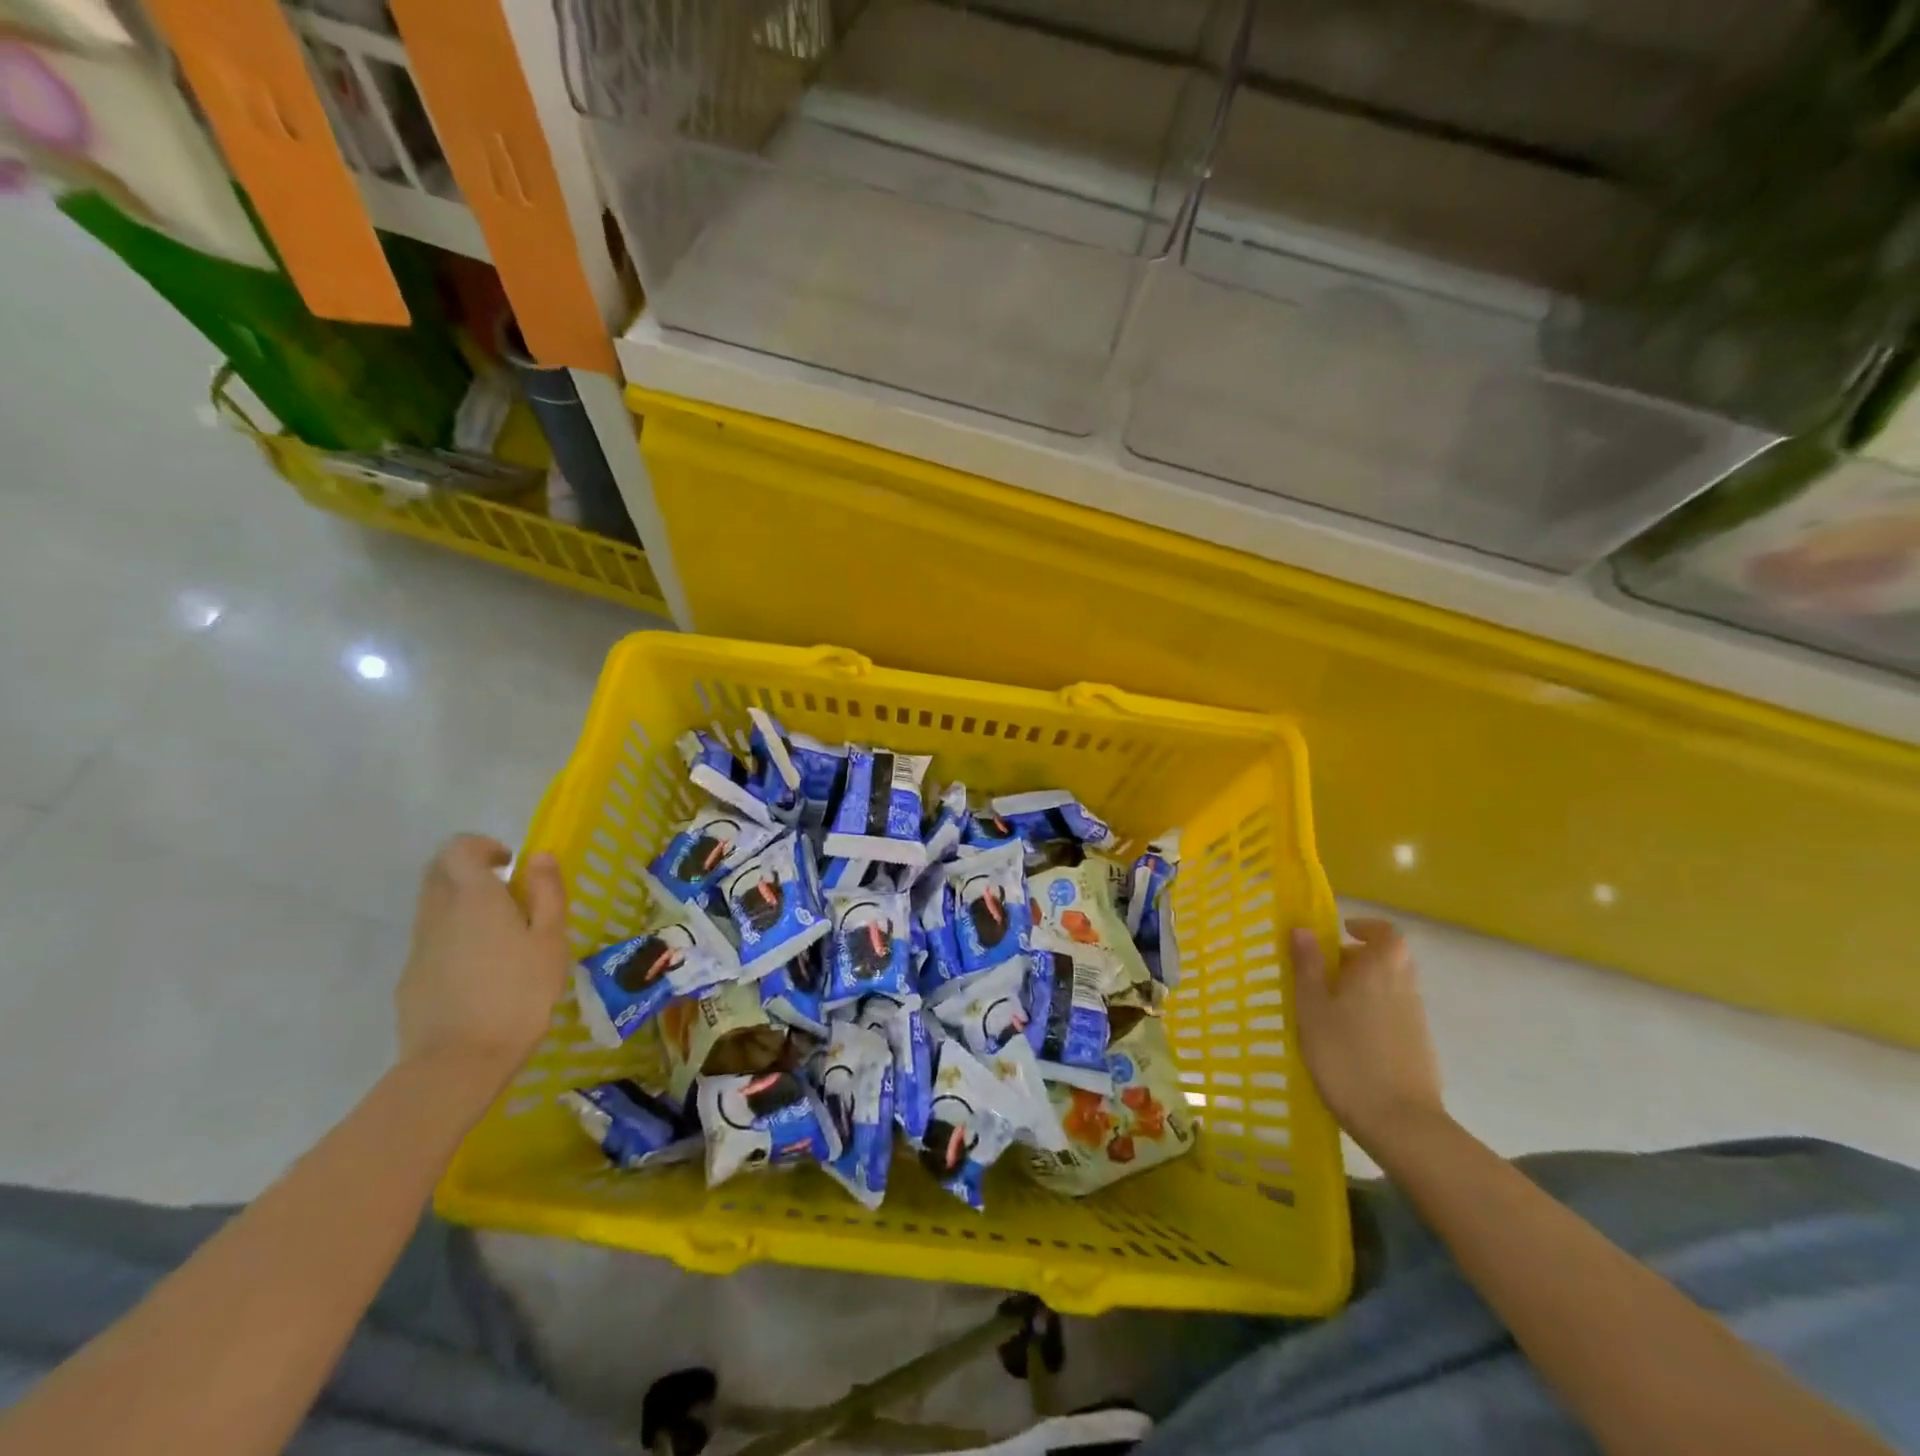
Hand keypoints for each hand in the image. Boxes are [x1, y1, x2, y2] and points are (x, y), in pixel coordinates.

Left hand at [395, 835, 569, 1089]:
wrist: (458, 1061)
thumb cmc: (519, 993)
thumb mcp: (550, 940)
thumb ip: (546, 893)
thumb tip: (538, 856)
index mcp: (474, 897)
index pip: (459, 848)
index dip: (483, 846)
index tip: (510, 864)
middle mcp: (438, 913)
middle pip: (438, 872)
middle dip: (468, 869)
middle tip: (505, 891)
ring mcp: (419, 947)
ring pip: (433, 906)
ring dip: (461, 903)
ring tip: (500, 933)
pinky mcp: (411, 977)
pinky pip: (431, 940)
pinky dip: (454, 936)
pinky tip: (482, 970)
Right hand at [1292, 917, 1445, 1155]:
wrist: (1399, 1123)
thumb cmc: (1345, 1055)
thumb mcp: (1312, 1007)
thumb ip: (1307, 966)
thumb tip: (1303, 928)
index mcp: (1379, 969)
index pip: (1386, 933)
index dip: (1366, 928)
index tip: (1343, 932)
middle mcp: (1404, 987)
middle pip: (1390, 959)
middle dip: (1360, 958)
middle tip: (1327, 972)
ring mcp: (1416, 1019)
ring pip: (1392, 987)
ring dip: (1366, 987)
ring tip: (1331, 1008)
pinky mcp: (1420, 1048)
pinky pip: (1396, 1014)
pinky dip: (1375, 1013)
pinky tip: (1350, 1040)